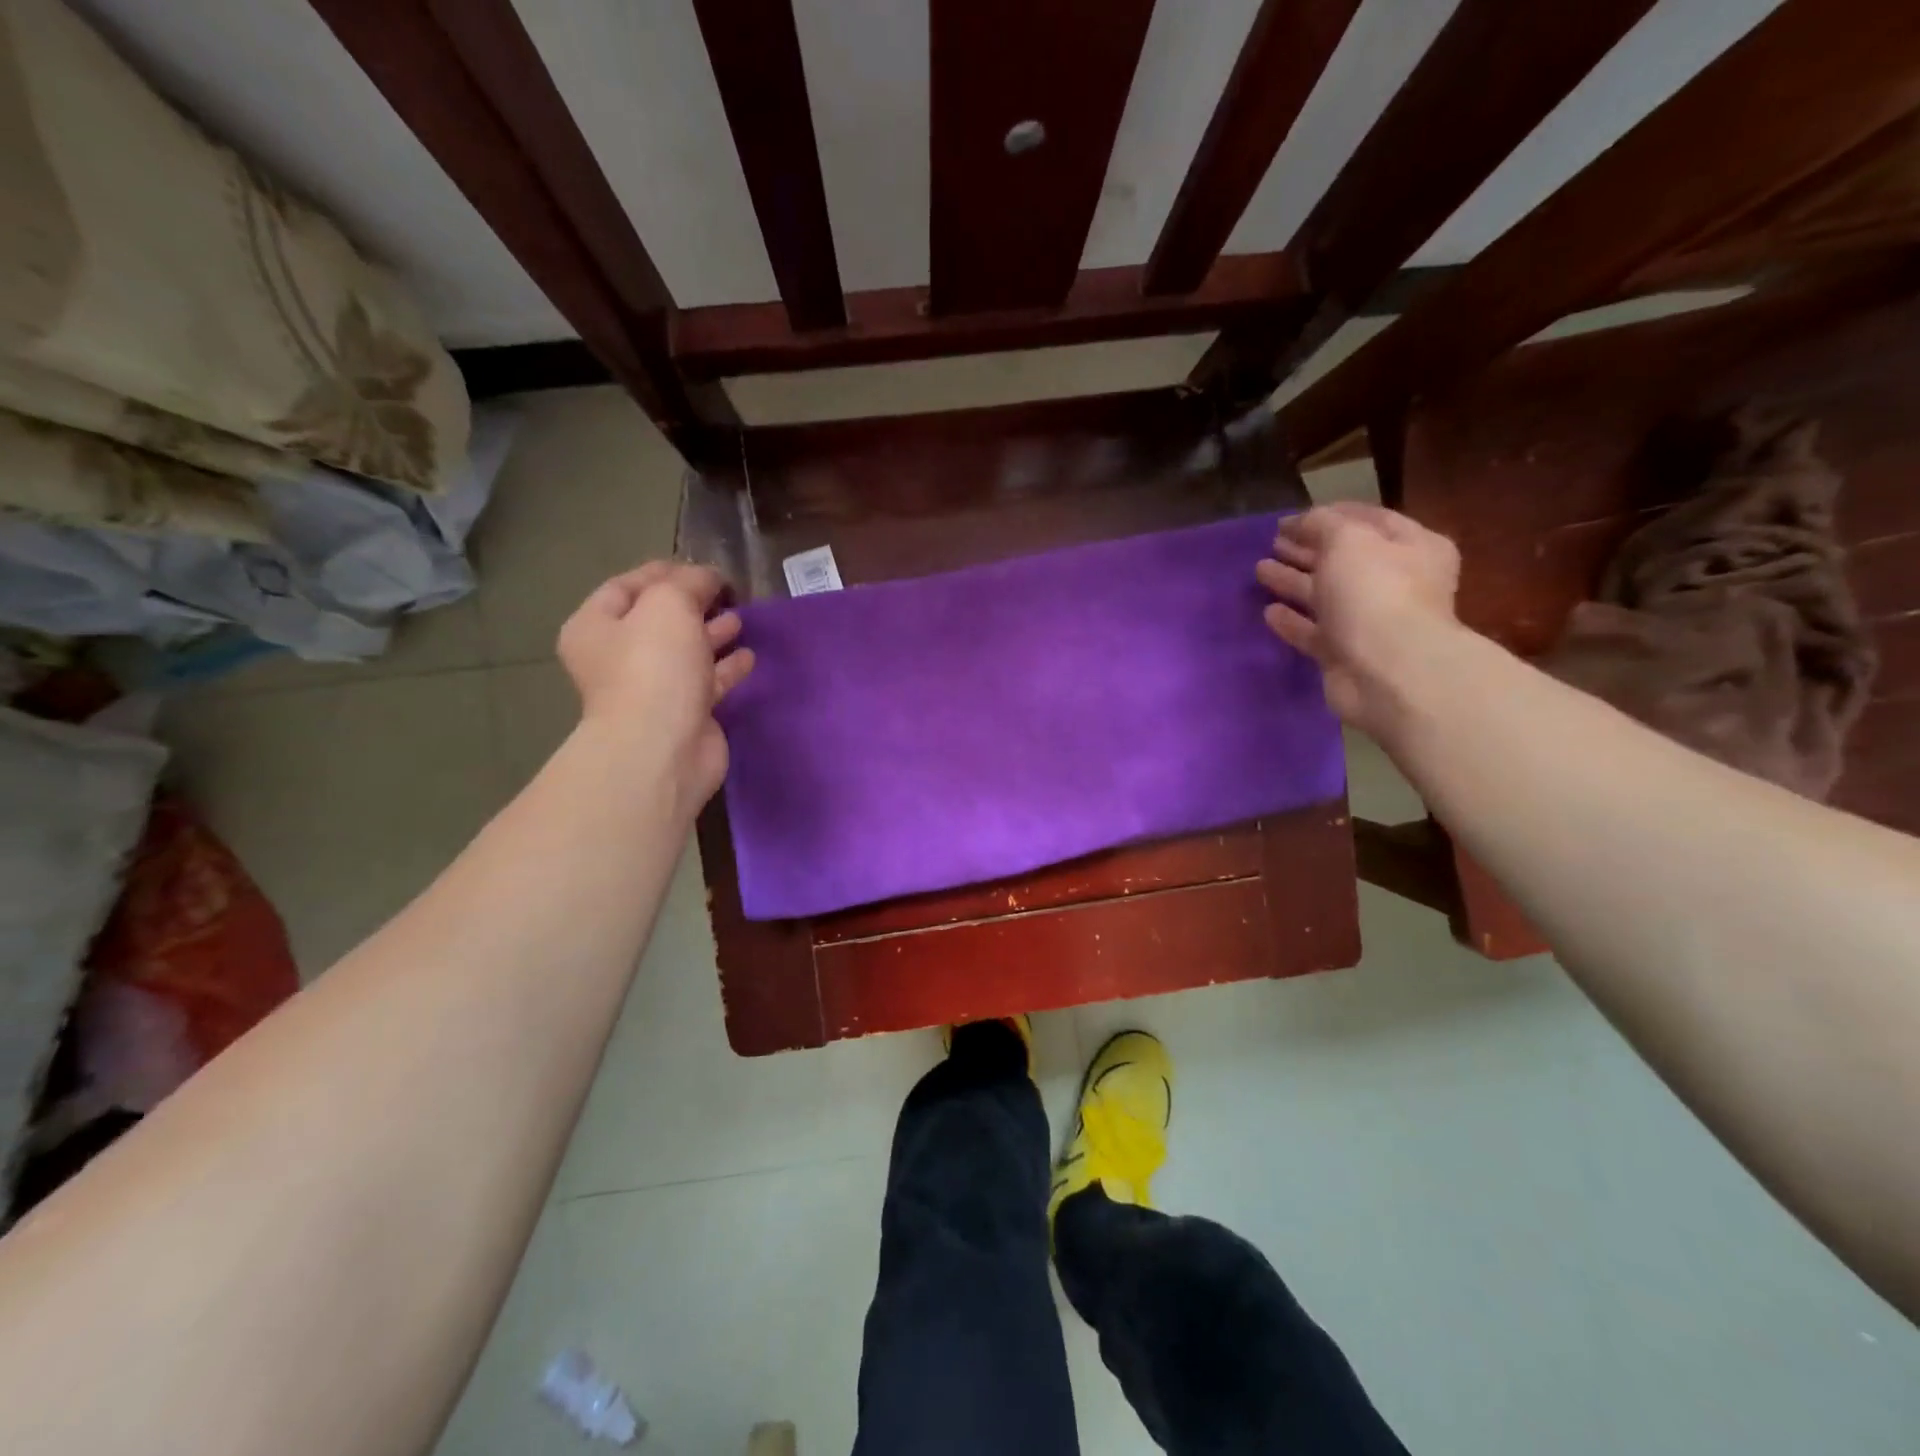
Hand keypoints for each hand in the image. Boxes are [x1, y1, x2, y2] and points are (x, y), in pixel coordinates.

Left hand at [557, 562, 754, 813]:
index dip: (663, 572)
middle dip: (692, 604)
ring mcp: (652, 690)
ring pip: (686, 652)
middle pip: (658, 621)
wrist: (663, 747)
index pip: (626, 586)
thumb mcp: (669, 604)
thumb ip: (690, 583)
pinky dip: (726, 668)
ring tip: (741, 620)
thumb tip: (708, 579)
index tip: (702, 567)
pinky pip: (708, 683)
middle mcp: (618, 658)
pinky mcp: (684, 715)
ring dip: (712, 635)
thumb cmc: (654, 666)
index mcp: (596, 627)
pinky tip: (749, 657)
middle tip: (726, 593)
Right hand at [1256, 503, 1461, 735]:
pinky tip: (1268, 612)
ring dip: (1294, 582)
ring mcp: (1369, 622)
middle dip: (1308, 549)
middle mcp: (1395, 582)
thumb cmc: (1375, 592)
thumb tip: (1303, 521)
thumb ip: (1322, 524)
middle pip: (1344, 559)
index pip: (1368, 520)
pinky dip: (1293, 621)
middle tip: (1273, 542)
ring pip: (1325, 595)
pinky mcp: (1345, 655)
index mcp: (1412, 547)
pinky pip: (1314, 632)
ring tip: (1260, 570)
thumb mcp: (1348, 540)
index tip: (1290, 518)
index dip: (1329, 515)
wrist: (1388, 671)